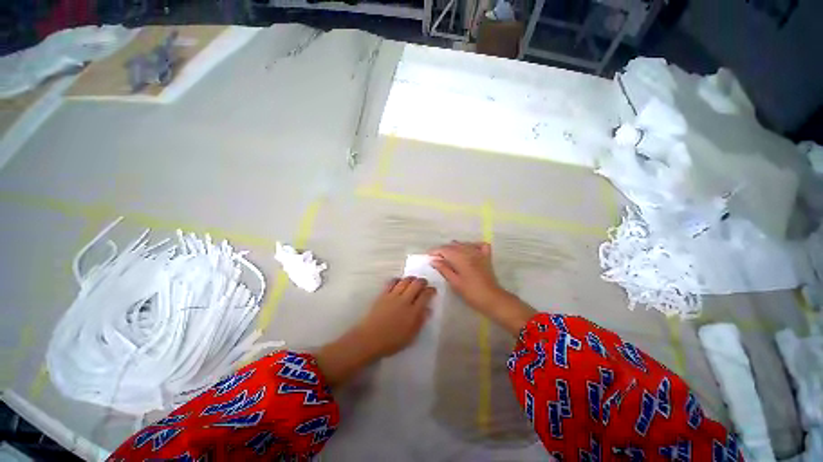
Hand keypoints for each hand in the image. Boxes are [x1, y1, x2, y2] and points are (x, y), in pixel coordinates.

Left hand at [356, 277, 434, 358]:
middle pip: (416, 284)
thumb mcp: (410, 336)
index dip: (431, 290)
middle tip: (424, 283)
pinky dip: (398, 279)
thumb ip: (420, 321)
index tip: (433, 290)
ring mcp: (393, 296)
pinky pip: (392, 282)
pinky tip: (399, 281)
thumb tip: (428, 309)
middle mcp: (405, 300)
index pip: (425, 296)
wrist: (369, 339)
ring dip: (411, 278)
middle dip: (422, 281)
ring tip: (413, 280)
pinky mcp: (383, 294)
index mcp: (413, 312)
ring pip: (405, 281)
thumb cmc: (391, 342)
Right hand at [428, 241, 506, 314]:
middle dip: (443, 250)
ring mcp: (479, 253)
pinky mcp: (486, 256)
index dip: (435, 251)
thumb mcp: (455, 282)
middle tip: (436, 258)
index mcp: (460, 258)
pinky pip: (478, 245)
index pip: (444, 249)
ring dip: (454, 248)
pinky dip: (472, 245)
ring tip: (448, 256)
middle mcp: (469, 251)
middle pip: (452, 246)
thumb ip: (444, 269)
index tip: (428, 256)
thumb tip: (433, 260)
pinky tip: (468, 250)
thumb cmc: (471, 292)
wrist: (492, 298)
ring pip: (463, 244)